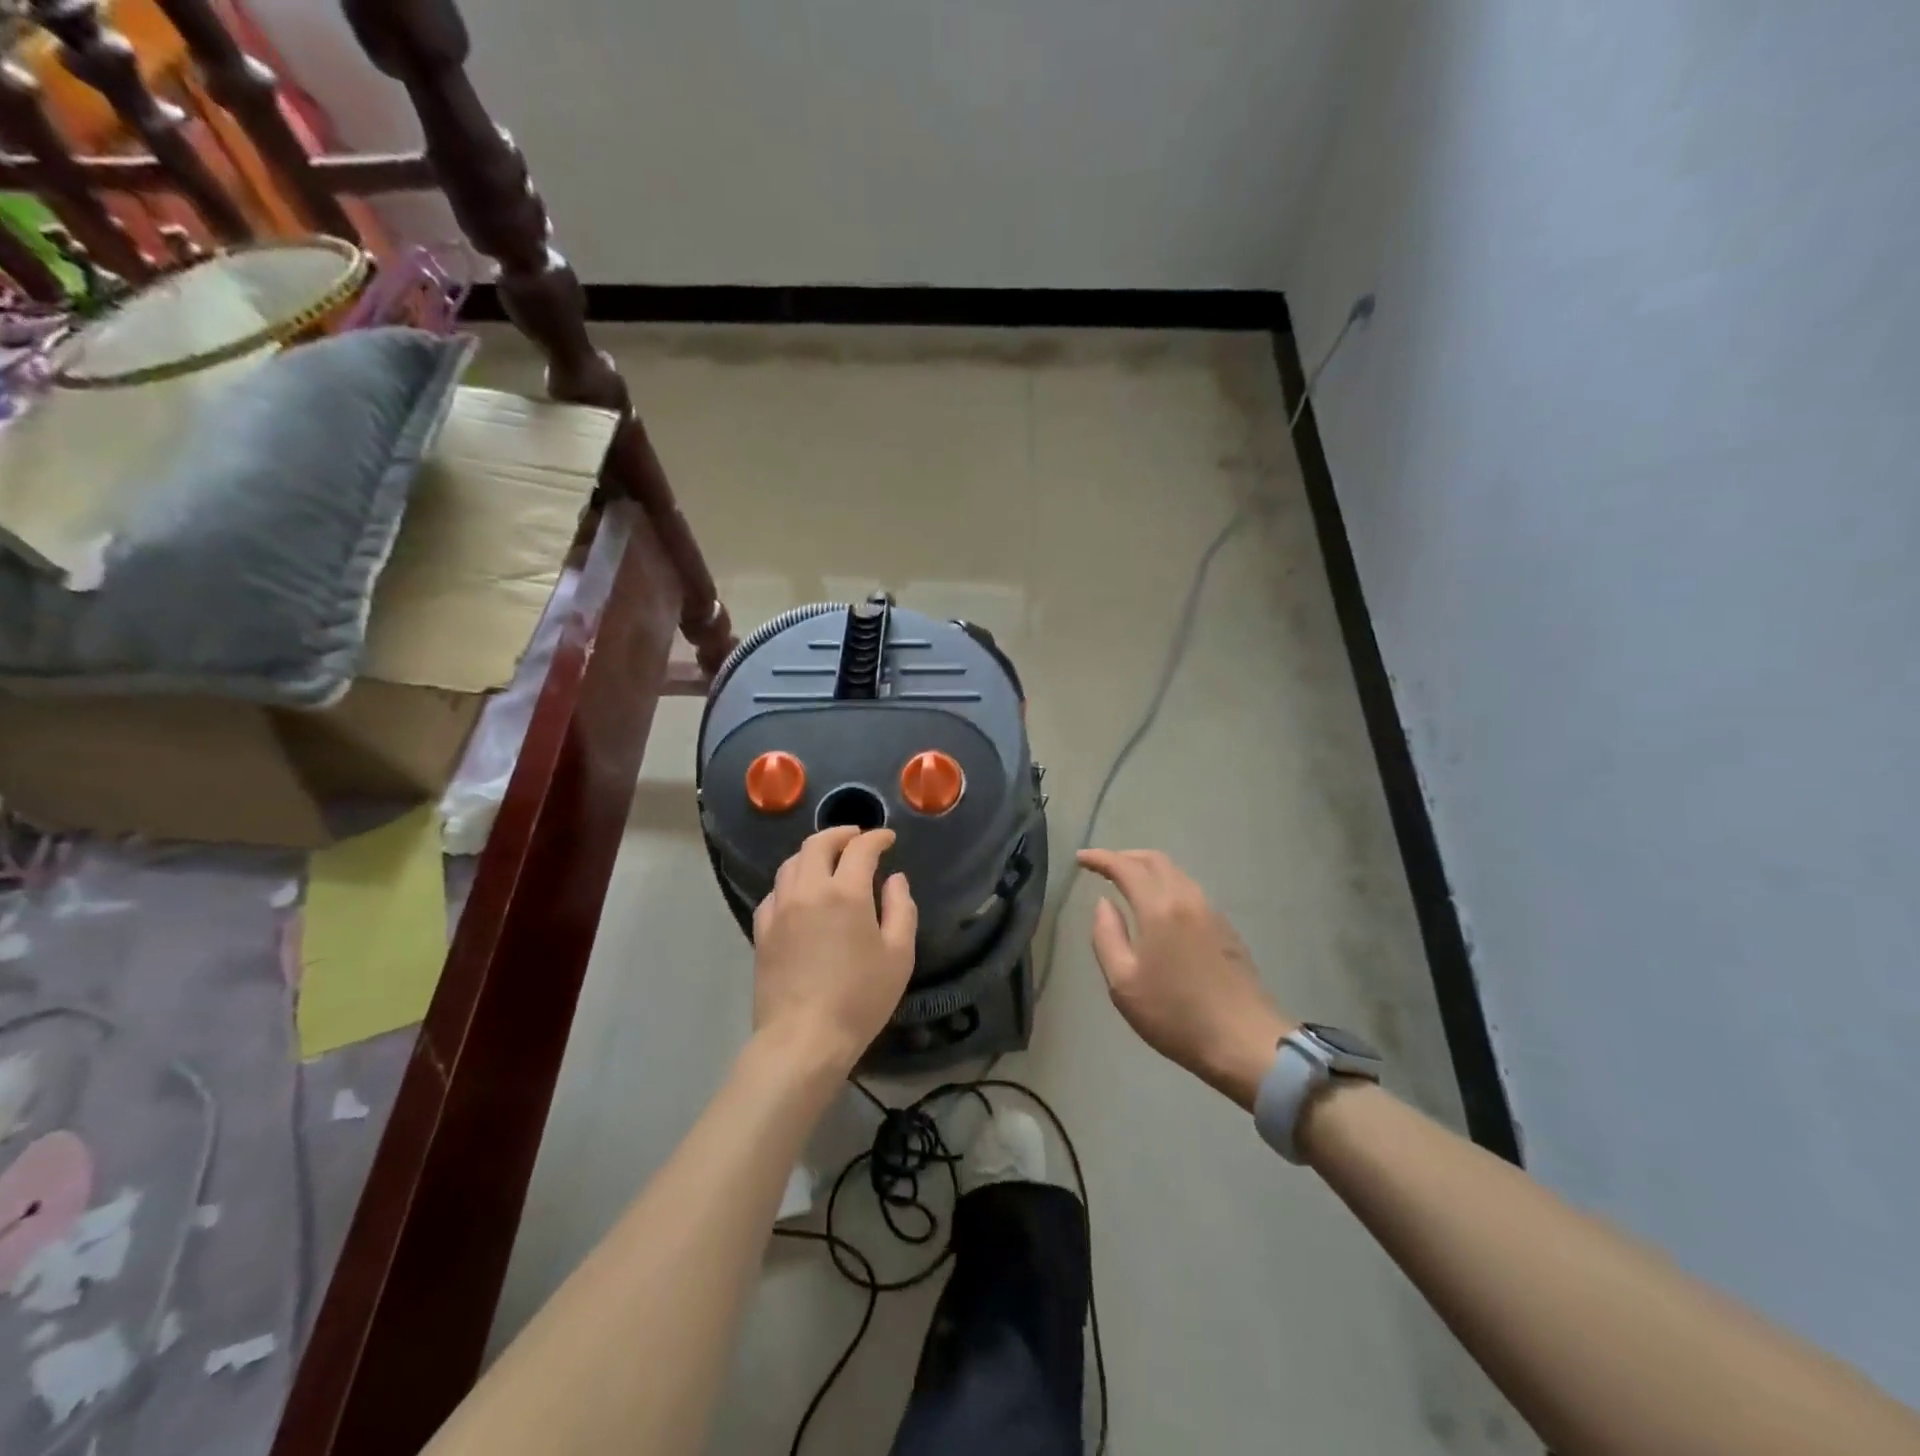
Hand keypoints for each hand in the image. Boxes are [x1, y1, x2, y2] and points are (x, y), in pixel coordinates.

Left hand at [752, 826, 917, 1071]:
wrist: (803, 1038)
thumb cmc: (860, 998)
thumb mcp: (899, 955)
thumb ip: (901, 909)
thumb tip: (895, 879)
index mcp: (846, 892)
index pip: (860, 848)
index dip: (876, 838)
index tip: (887, 838)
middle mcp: (808, 890)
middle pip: (817, 844)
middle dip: (840, 834)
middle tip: (856, 838)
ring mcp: (780, 909)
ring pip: (791, 864)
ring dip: (813, 854)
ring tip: (828, 861)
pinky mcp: (762, 931)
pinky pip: (775, 892)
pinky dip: (791, 882)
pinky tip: (800, 894)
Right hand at [1078, 848, 1293, 1108]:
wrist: (1246, 1042)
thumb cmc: (1176, 1015)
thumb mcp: (1123, 983)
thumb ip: (1106, 935)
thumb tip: (1103, 903)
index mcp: (1159, 908)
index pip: (1125, 867)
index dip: (1100, 858)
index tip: (1080, 858)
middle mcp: (1187, 899)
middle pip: (1155, 860)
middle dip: (1126, 857)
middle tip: (1103, 866)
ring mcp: (1212, 913)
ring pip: (1176, 874)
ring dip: (1149, 870)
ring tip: (1129, 884)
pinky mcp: (1227, 930)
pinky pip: (1190, 891)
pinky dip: (1168, 886)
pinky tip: (1161, 909)